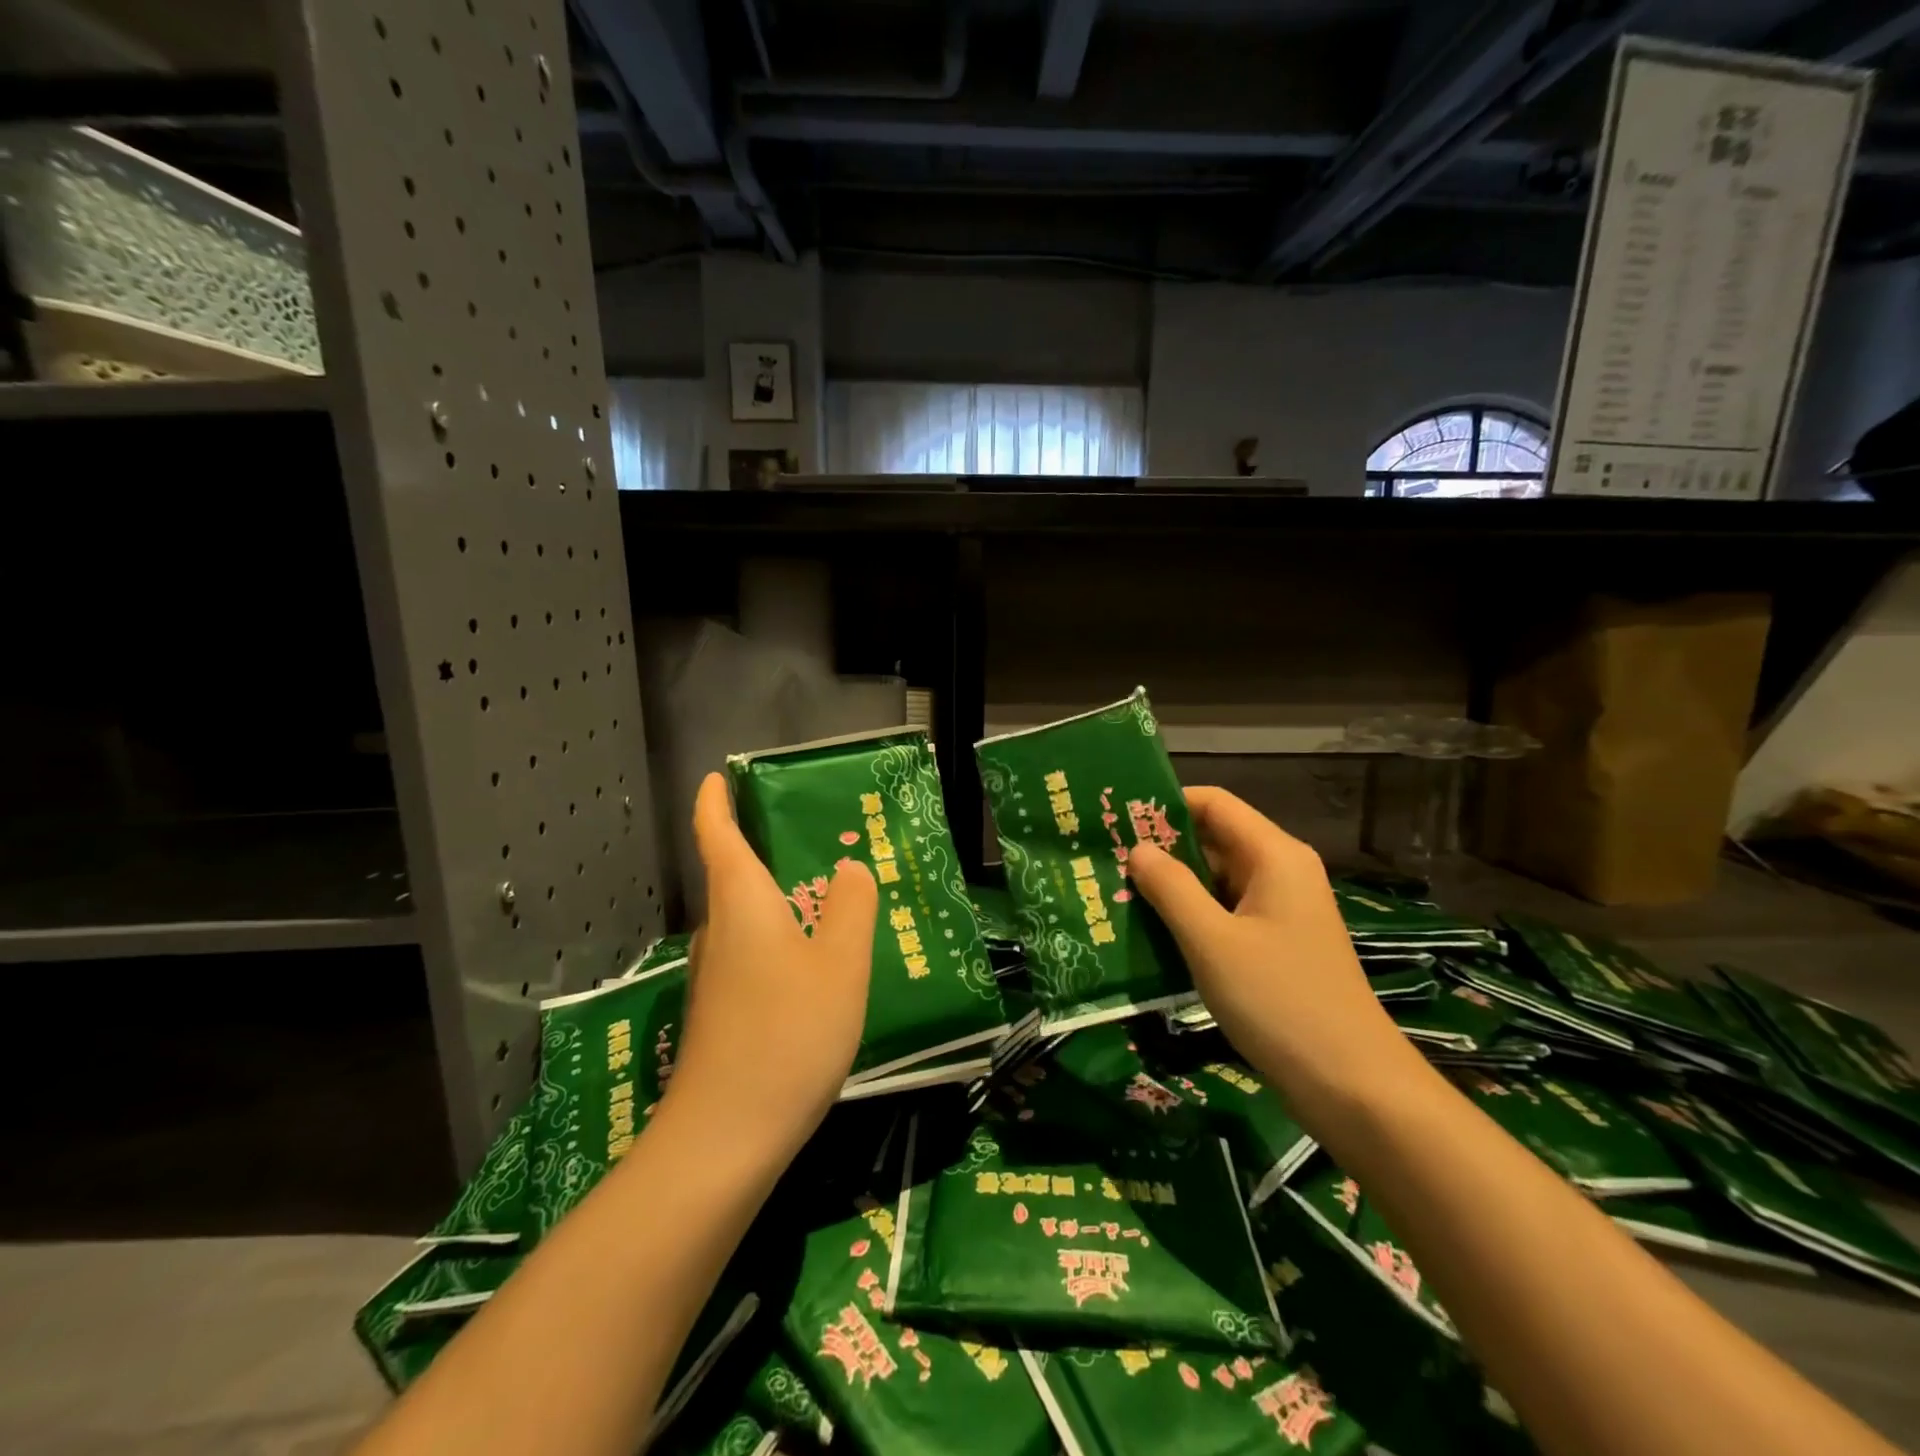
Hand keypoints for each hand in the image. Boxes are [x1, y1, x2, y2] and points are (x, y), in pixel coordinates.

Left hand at [655, 773, 877, 1167]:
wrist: (725, 1137)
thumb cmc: (788, 1031)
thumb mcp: (840, 962)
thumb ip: (851, 907)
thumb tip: (849, 871)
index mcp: (742, 902)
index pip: (718, 834)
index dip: (716, 801)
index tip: (720, 777)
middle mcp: (720, 931)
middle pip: (735, 875)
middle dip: (766, 851)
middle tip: (818, 840)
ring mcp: (716, 976)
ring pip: (748, 919)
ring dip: (780, 900)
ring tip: (830, 899)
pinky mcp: (722, 1012)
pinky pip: (754, 954)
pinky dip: (781, 941)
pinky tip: (816, 965)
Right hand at [1128, 787, 1420, 1120]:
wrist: (1353, 1086)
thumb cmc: (1279, 1001)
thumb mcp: (1212, 942)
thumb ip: (1171, 888)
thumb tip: (1137, 848)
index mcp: (1274, 856)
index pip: (1214, 803)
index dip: (1165, 804)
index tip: (1116, 817)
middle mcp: (1281, 872)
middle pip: (1214, 840)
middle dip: (1162, 849)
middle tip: (1105, 860)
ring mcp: (1281, 911)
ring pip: (1217, 881)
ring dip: (1172, 887)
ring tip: (1116, 894)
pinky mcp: (1277, 945)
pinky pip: (1226, 913)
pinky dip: (1191, 917)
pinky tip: (1151, 933)